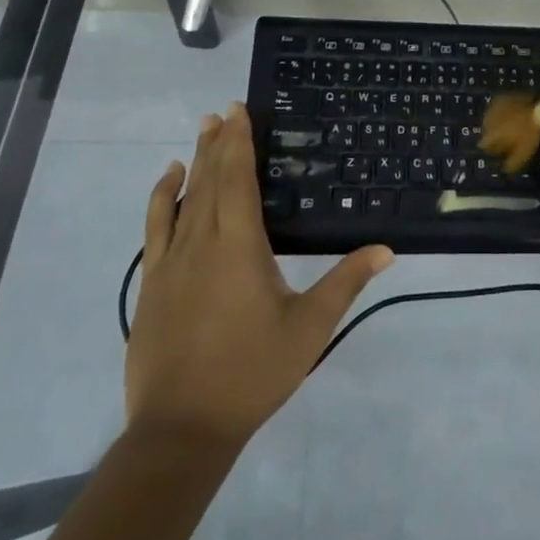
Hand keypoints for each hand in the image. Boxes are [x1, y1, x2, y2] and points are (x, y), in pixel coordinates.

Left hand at [124, 104, 392, 447]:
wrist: (181, 428)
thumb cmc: (252, 372)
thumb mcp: (309, 328)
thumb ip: (346, 282)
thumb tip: (386, 249)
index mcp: (240, 246)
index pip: (238, 179)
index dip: (239, 142)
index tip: (238, 110)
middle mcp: (203, 242)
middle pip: (210, 180)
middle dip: (218, 143)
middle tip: (223, 110)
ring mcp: (172, 262)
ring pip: (183, 198)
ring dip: (193, 162)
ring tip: (201, 131)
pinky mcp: (153, 283)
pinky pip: (156, 227)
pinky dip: (161, 198)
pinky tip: (168, 182)